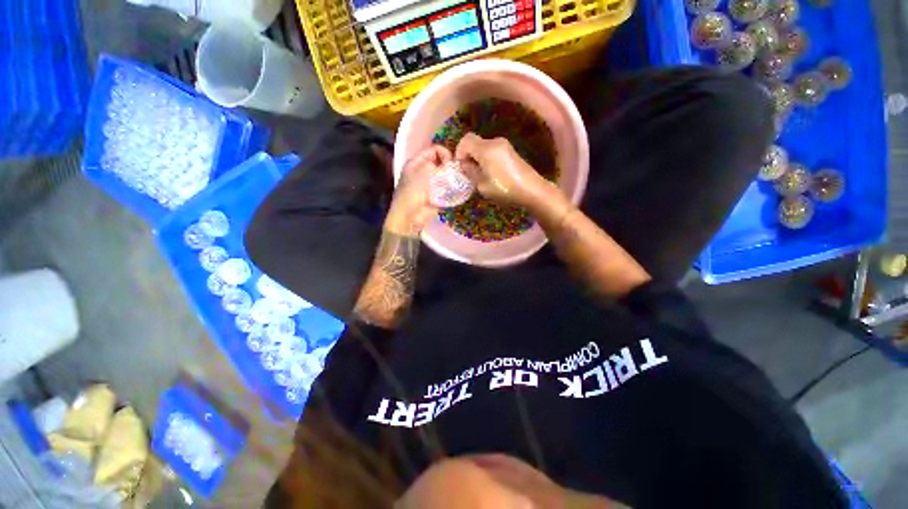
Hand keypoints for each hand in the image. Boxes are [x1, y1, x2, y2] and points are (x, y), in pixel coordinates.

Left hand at [386, 145, 452, 235]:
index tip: (452, 163)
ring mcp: (428, 184)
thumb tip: (452, 164)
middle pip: (440, 163)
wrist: (409, 216)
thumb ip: (438, 165)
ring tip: (459, 182)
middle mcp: (422, 171)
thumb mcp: (424, 172)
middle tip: (457, 173)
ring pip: (444, 176)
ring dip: (451, 178)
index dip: (444, 153)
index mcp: (416, 162)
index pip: (434, 150)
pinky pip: (445, 189)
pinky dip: (451, 189)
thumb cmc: (413, 192)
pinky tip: (456, 191)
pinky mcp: (434, 196)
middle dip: (449, 166)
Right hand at [455, 133, 551, 207]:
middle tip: (468, 171)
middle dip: (468, 154)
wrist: (531, 190)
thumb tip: (465, 165)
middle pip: (474, 142)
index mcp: (486, 149)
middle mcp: (494, 142)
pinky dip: (486, 158)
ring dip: (477, 157)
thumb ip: (470, 172)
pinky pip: (492, 150)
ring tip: (479, 174)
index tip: (460, 166)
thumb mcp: (482, 185)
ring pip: (483, 146)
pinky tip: (490, 172)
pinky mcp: (510, 151)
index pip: (465, 140)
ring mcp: (504, 145)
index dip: (459, 152)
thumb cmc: (504, 189)